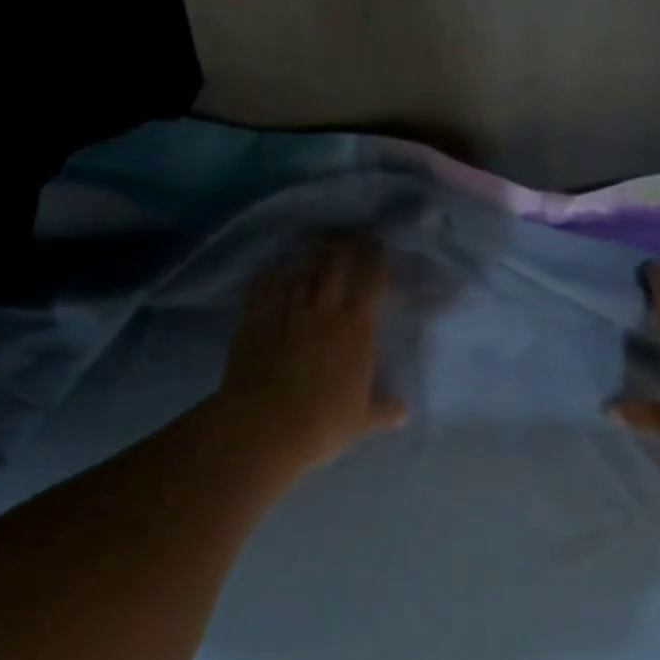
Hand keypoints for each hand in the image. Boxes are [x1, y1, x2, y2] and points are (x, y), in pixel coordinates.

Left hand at [215, 236, 407, 474]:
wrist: (265, 425)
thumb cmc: (324, 422)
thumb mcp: (362, 420)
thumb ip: (384, 410)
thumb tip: (404, 413)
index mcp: (357, 329)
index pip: (371, 283)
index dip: (375, 259)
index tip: (377, 244)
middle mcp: (324, 310)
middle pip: (336, 265)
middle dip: (344, 245)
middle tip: (348, 233)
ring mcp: (286, 311)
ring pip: (301, 271)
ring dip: (310, 255)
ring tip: (315, 242)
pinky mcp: (255, 319)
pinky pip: (263, 287)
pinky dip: (271, 274)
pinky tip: (273, 267)